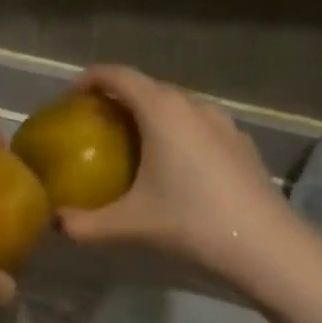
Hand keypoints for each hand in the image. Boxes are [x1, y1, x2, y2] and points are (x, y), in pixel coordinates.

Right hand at [57, 66, 321, 322]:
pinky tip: (175, 166)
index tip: (71, 96)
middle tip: (96, 124)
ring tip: (134, 143)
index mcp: (162, 112)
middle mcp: (194, 106)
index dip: (91, 79)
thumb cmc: (191, 223)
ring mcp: (223, 123)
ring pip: (178, 105)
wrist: (266, 246)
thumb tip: (54, 223)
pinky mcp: (241, 144)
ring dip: (151, 114)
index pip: (119, 76)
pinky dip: (178, 131)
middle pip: (149, 87)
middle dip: (119, 98)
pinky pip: (199, 124)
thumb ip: (84, 224)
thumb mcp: (129, 225)